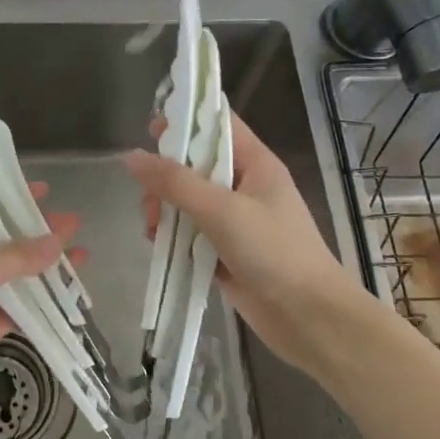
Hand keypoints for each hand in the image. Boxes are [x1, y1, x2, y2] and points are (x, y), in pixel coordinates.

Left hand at [0, 190, 80, 427]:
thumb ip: (18, 256)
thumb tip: (58, 239)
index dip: (9, 197)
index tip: (43, 190)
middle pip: (1, 243)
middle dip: (36, 235)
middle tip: (74, 225)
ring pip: (10, 279)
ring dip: (41, 272)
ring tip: (80, 260)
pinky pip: (10, 313)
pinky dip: (34, 308)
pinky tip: (64, 301)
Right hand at [124, 113, 364, 376]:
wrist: (309, 318)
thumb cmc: (274, 252)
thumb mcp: (222, 210)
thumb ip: (174, 183)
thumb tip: (130, 157)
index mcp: (256, 164)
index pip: (219, 125)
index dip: (187, 121)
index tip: (150, 129)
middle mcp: (245, 187)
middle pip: (195, 166)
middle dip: (166, 178)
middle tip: (148, 198)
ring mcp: (236, 221)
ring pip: (188, 202)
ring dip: (165, 210)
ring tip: (151, 228)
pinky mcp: (225, 252)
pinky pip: (190, 234)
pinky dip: (173, 237)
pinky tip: (158, 246)